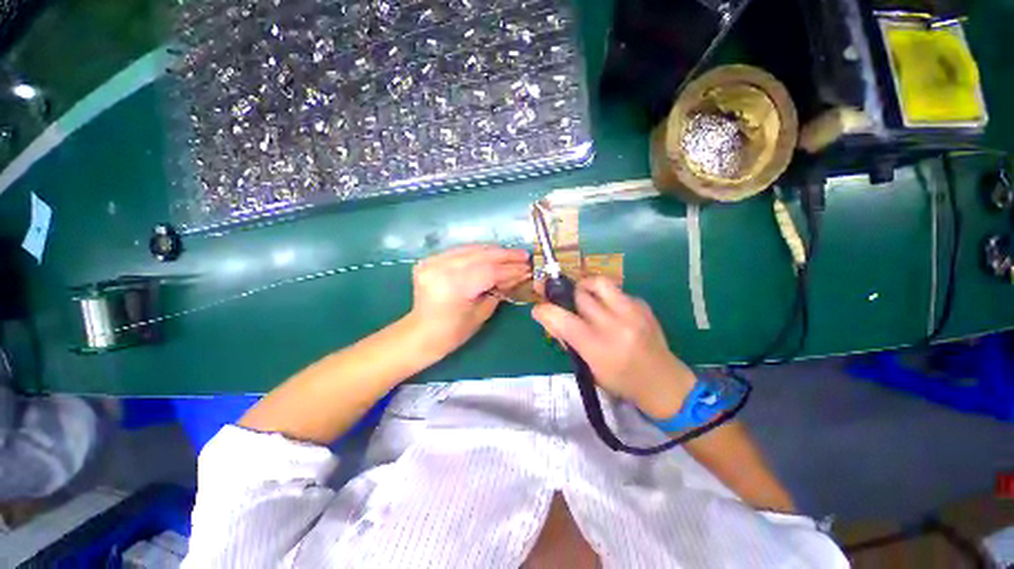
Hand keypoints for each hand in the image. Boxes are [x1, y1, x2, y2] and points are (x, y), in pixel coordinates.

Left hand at [408, 245, 530, 356]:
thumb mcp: (481, 313)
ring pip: (470, 250)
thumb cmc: (453, 332)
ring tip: (511, 254)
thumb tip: (517, 275)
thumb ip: (499, 290)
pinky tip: (491, 254)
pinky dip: (477, 252)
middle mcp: (441, 269)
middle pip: (480, 256)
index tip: (528, 268)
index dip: (511, 270)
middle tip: (524, 255)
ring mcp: (432, 262)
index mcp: (453, 287)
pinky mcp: (429, 260)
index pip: (489, 271)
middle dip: (505, 255)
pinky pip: (459, 251)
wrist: (421, 333)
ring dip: (493, 251)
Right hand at [532, 277, 694, 419]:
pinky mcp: (643, 305)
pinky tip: (611, 311)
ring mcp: (632, 312)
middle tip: (568, 305)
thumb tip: (548, 317)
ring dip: (586, 288)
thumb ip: (567, 341)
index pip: (564, 320)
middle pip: (580, 295)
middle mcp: (616, 325)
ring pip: (599, 282)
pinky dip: (606, 297)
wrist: (663, 382)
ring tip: (586, 298)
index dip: (546, 311)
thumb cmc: (620, 381)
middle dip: (568, 298)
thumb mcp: (588, 368)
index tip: (538, 308)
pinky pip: (616, 291)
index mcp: (599, 348)